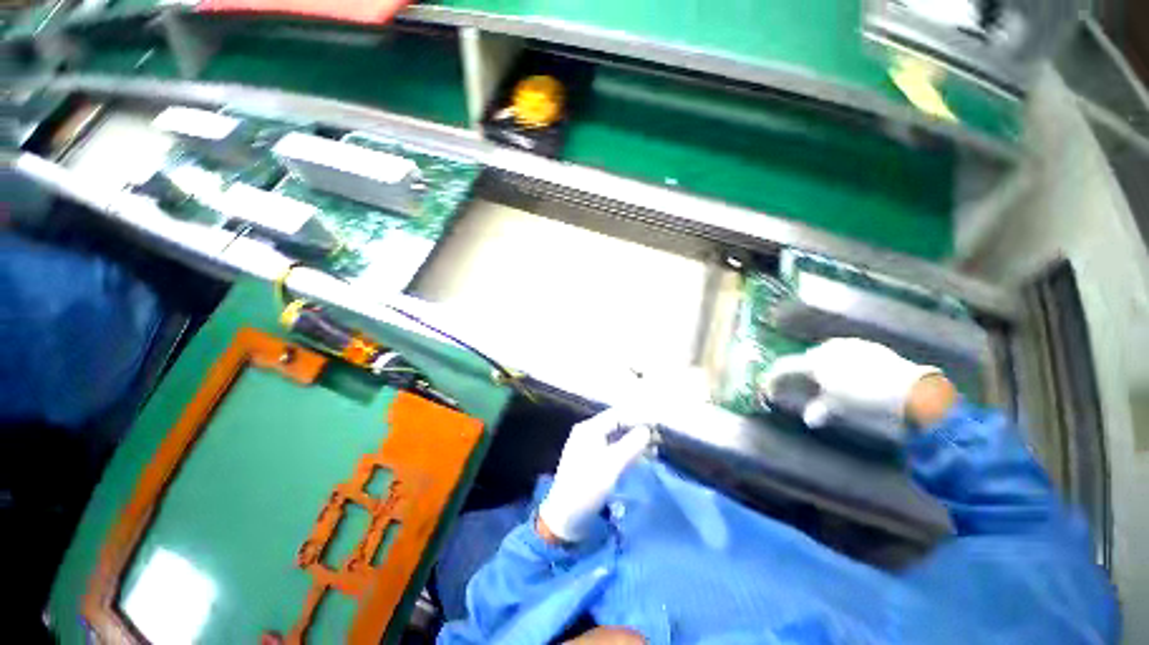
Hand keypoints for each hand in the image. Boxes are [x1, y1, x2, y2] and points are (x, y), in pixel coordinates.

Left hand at [538, 408, 652, 543]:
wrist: (567, 516)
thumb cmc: (588, 487)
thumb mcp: (613, 464)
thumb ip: (633, 443)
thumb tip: (648, 429)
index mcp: (589, 430)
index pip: (620, 414)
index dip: (641, 417)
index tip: (662, 425)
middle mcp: (588, 435)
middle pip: (619, 425)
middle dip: (640, 430)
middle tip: (662, 439)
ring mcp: (590, 451)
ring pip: (619, 440)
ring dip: (637, 443)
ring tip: (656, 451)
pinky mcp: (594, 466)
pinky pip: (616, 452)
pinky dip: (630, 453)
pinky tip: (643, 460)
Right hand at [760, 338, 951, 428]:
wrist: (902, 388)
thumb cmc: (865, 399)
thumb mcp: (840, 408)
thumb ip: (822, 409)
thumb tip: (810, 415)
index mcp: (819, 361)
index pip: (788, 366)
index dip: (776, 377)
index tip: (767, 385)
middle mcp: (833, 348)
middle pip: (811, 358)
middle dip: (803, 371)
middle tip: (797, 386)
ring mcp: (853, 346)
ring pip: (831, 356)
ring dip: (824, 369)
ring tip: (825, 386)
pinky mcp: (870, 349)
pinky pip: (848, 356)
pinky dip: (843, 368)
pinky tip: (851, 380)